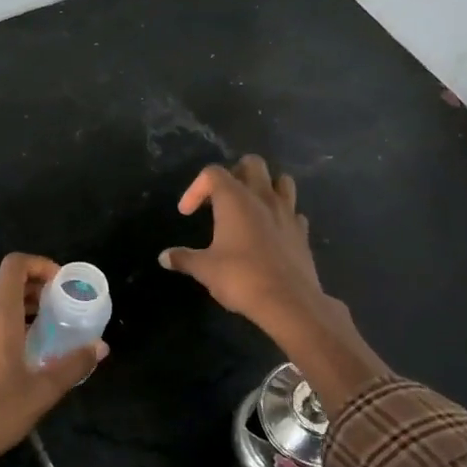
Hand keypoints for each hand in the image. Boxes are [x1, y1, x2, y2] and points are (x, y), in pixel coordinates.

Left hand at [0, 253, 106, 466]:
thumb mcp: (42, 391)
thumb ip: (73, 365)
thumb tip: (100, 347)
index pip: (15, 265)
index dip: (40, 264)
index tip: (60, 284)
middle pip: (6, 286)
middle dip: (34, 292)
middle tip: (59, 312)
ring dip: (18, 311)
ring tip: (41, 336)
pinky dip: (0, 328)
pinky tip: (13, 358)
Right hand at [160, 154, 389, 405]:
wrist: (288, 302)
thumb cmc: (241, 278)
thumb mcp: (205, 269)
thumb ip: (184, 258)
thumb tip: (164, 257)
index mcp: (235, 200)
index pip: (213, 173)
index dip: (195, 188)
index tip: (187, 213)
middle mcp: (263, 198)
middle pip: (252, 164)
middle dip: (235, 173)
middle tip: (222, 198)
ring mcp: (287, 213)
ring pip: (281, 181)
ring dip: (265, 187)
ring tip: (251, 207)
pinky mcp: (302, 232)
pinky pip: (293, 211)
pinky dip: (282, 215)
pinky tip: (272, 232)